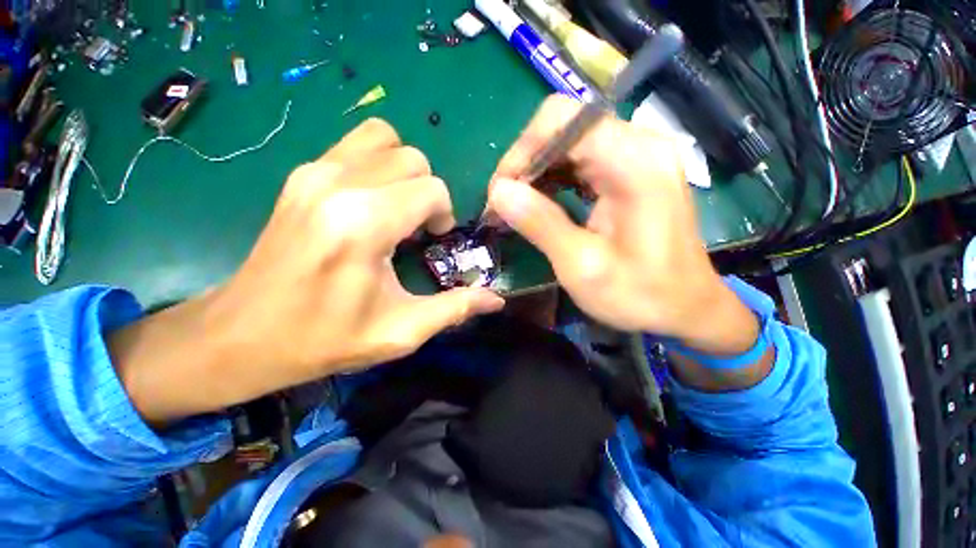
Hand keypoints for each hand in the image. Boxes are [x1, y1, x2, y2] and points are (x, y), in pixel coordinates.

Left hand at [110, 119, 503, 423]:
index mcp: (365, 224)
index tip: (434, 241)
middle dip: (428, 192)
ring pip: (384, 138)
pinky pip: (357, 144)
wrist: (243, 335)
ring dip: (404, 171)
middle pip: (413, 158)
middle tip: (418, 227)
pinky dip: (378, 164)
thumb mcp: (401, 331)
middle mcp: (339, 184)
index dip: (444, 213)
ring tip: (398, 207)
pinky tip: (372, 200)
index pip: (431, 188)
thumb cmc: (325, 338)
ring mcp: (314, 172)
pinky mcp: (301, 174)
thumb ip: (455, 309)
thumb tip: (497, 301)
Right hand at [487, 95, 755, 355]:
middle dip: (525, 165)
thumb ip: (541, 224)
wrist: (686, 307)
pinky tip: (539, 205)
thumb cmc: (639, 294)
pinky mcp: (630, 171)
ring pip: (567, 143)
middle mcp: (638, 145)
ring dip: (535, 173)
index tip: (500, 193)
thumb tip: (498, 192)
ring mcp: (636, 156)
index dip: (522, 152)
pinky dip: (552, 179)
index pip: (562, 121)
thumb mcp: (582, 265)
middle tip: (502, 205)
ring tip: (514, 208)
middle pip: (563, 128)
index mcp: (633, 161)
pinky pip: (580, 161)